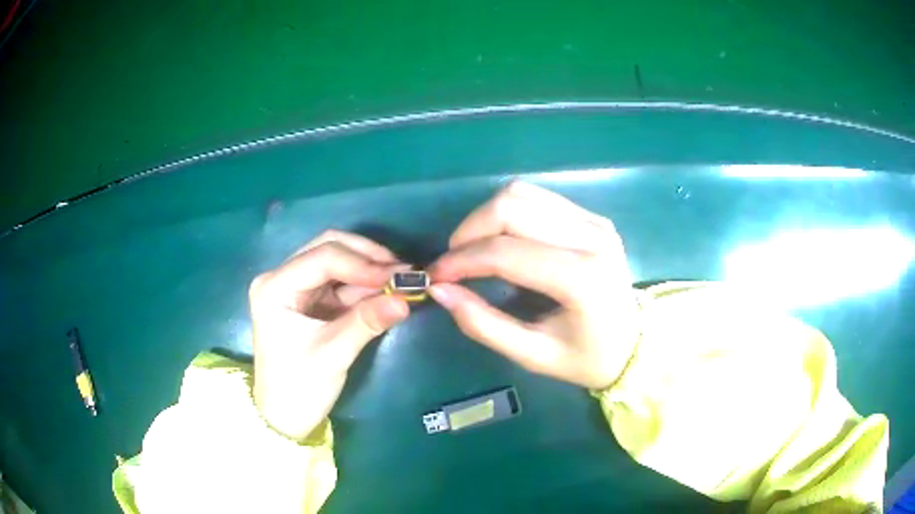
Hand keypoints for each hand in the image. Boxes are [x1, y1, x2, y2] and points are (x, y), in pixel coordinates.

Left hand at [248, 231, 408, 440]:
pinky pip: (342, 283)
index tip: (400, 277)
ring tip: (402, 281)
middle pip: (329, 248)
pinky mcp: (310, 300)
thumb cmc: (299, 388)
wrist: (285, 416)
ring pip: (338, 262)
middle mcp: (282, 278)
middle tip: (403, 273)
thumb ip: (367, 322)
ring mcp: (296, 287)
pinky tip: (387, 292)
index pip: (323, 257)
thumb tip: (407, 299)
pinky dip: (365, 285)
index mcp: (274, 287)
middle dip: (367, 258)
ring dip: (370, 270)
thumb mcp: (333, 355)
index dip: (363, 263)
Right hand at [429, 182, 639, 389]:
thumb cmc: (586, 358)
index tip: (436, 275)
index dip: (462, 260)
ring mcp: (595, 221)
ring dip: (486, 217)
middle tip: (454, 262)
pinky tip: (503, 239)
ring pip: (521, 194)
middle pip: (511, 207)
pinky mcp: (593, 216)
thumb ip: (484, 324)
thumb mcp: (533, 354)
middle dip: (469, 231)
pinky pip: (537, 198)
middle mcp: (592, 238)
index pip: (507, 253)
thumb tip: (440, 291)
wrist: (634, 343)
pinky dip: (508, 213)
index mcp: (583, 279)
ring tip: (474, 249)